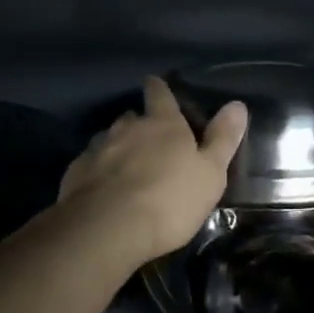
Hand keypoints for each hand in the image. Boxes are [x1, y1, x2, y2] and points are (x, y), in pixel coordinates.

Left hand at [58, 76, 247, 266]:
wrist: (108, 229)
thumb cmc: (170, 200)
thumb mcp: (210, 173)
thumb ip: (222, 139)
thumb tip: (237, 104)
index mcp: (163, 124)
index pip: (160, 94)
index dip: (159, 88)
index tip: (155, 83)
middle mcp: (127, 128)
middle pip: (132, 117)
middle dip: (140, 123)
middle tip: (149, 138)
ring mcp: (97, 149)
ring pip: (109, 139)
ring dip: (118, 147)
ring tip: (126, 165)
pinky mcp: (76, 173)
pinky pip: (91, 164)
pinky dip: (99, 171)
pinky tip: (102, 187)